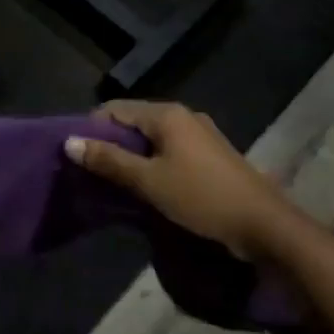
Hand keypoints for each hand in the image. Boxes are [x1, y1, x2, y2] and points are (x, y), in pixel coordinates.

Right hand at [64, 101, 305, 260]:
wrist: (264, 224)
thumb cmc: (202, 198)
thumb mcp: (149, 181)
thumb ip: (109, 161)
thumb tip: (69, 142)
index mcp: (167, 114)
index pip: (115, 108)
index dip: (92, 129)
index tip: (77, 157)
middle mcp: (183, 116)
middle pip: (134, 121)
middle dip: (111, 143)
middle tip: (92, 174)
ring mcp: (200, 134)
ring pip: (153, 138)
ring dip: (132, 156)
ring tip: (115, 183)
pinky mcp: (210, 154)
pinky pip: (170, 150)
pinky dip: (153, 163)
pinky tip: (148, 187)